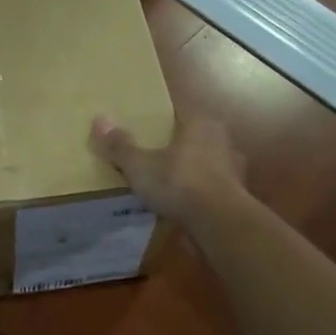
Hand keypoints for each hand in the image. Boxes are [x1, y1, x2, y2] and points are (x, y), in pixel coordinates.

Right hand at [90, 114, 247, 226]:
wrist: (219, 222)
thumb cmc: (179, 182)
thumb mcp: (140, 165)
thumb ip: (120, 145)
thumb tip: (99, 119)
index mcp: (200, 123)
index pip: (179, 111)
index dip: (160, 118)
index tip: (144, 127)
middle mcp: (221, 139)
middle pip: (193, 136)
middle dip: (175, 144)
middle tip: (151, 154)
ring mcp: (232, 168)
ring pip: (205, 162)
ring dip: (189, 169)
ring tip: (166, 181)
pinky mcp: (236, 194)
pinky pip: (211, 186)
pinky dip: (198, 192)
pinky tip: (182, 202)